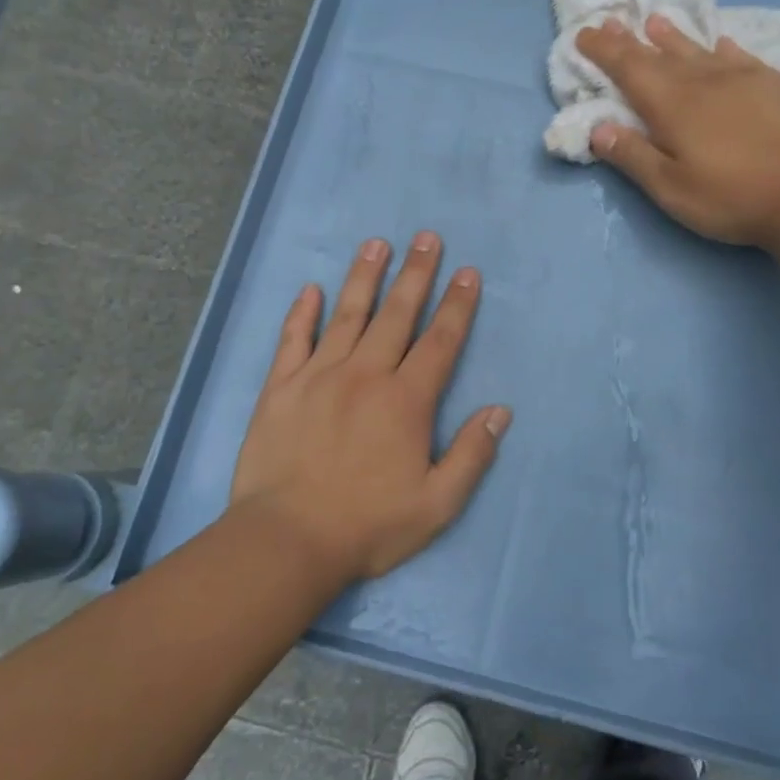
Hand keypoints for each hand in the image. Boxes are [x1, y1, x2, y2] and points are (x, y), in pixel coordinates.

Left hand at [228, 233, 511, 582]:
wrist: (286, 541)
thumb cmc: (367, 525)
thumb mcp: (437, 504)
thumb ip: (471, 455)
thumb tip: (499, 411)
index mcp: (406, 400)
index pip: (440, 341)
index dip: (458, 305)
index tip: (468, 273)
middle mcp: (365, 375)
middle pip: (397, 315)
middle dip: (416, 274)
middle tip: (427, 238)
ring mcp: (319, 377)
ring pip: (348, 316)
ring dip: (365, 278)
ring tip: (376, 244)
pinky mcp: (281, 388)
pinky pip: (293, 341)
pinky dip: (302, 314)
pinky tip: (310, 290)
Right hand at [575, 14, 779, 246]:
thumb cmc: (732, 197)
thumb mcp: (671, 189)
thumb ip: (633, 156)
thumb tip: (597, 128)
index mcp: (673, 106)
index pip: (629, 69)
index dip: (605, 50)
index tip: (585, 33)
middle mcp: (704, 82)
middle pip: (660, 55)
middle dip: (631, 40)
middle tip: (612, 22)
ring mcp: (744, 79)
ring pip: (700, 50)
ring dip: (674, 37)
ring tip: (657, 22)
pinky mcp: (777, 85)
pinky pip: (742, 56)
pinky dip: (724, 47)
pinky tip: (722, 43)